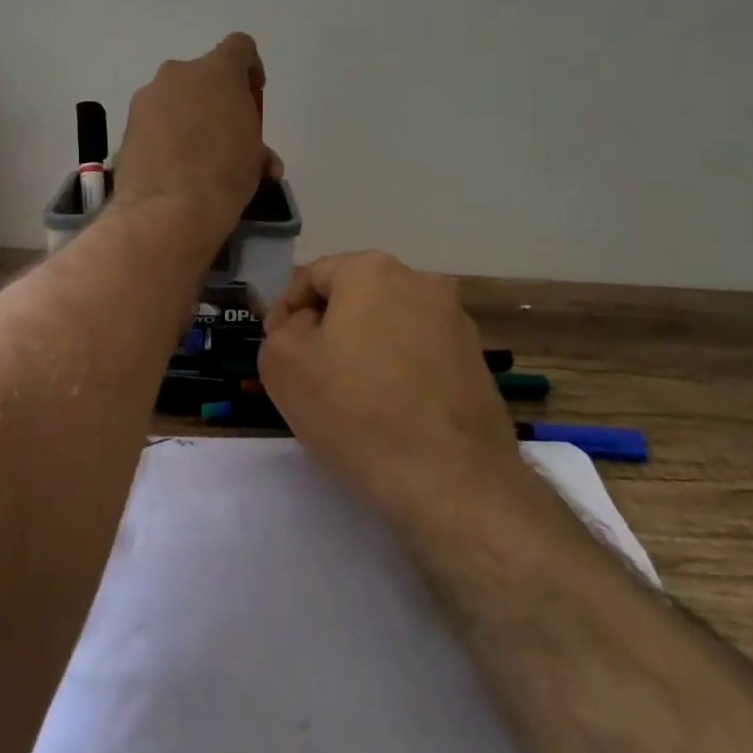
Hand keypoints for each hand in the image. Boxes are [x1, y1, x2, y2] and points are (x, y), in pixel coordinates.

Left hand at [114, 33, 281, 237]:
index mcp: (218, 71)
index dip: (249, 68)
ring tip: (195, 158)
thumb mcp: (255, 158)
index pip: (239, 46)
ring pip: (173, 99)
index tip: (251, 96)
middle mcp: (179, 74)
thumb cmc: (225, 174)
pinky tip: (172, 168)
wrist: (170, 209)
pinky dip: (163, 137)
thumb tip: (260, 160)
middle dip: (214, 99)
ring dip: (186, 118)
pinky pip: (153, 122)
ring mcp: (147, 98)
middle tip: (223, 135)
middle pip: (202, 75)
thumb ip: (256, 145)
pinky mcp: (127, 125)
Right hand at [258, 251, 523, 530]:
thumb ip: (281, 330)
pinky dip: (398, 373)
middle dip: (326, 329)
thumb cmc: (356, 411)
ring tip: (349, 399)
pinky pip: (420, 355)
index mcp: (372, 270)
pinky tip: (388, 413)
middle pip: (354, 297)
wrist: (452, 481)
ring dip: (364, 350)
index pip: (312, 276)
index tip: (276, 349)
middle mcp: (421, 282)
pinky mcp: (476, 363)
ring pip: (389, 326)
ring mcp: (457, 322)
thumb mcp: (283, 364)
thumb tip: (307, 325)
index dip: (285, 311)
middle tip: (307, 373)